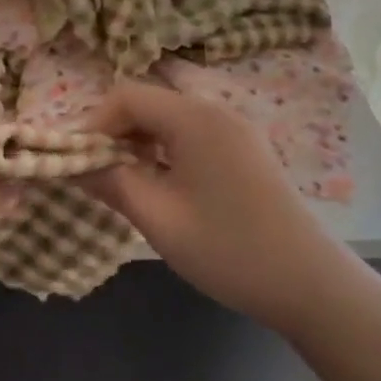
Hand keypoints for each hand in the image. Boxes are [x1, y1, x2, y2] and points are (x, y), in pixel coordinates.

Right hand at [84, 82, 335, 333]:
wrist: (310, 284)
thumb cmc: (228, 249)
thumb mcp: (158, 218)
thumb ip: (110, 182)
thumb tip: (70, 164)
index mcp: (194, 118)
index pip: (126, 96)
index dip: (93, 123)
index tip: (75, 161)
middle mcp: (215, 111)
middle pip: (148, 103)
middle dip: (114, 133)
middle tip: (95, 175)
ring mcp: (235, 129)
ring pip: (169, 119)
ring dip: (139, 143)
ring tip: (123, 183)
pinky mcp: (245, 150)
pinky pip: (192, 135)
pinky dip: (165, 151)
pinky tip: (161, 186)